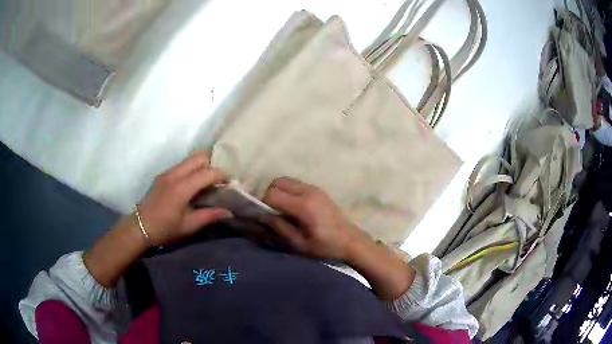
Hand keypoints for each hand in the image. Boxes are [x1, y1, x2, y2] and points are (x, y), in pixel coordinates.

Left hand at [136, 151, 231, 245]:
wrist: (140, 227)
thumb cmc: (165, 229)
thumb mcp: (189, 226)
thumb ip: (209, 216)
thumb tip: (229, 212)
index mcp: (182, 188)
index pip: (207, 173)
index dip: (221, 175)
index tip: (230, 182)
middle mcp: (174, 174)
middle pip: (198, 157)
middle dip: (212, 163)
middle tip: (219, 178)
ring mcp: (167, 172)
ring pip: (189, 159)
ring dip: (202, 165)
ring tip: (208, 180)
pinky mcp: (163, 175)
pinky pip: (182, 165)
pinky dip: (192, 168)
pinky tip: (194, 183)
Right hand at [261, 177, 413, 299]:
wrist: (350, 240)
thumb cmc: (325, 246)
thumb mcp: (299, 244)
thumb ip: (280, 227)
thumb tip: (263, 215)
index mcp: (303, 206)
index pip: (272, 194)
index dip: (263, 204)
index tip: (265, 216)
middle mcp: (308, 191)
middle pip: (277, 182)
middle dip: (269, 195)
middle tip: (272, 211)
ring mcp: (314, 188)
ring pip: (286, 180)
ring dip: (279, 191)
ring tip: (281, 208)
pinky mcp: (318, 189)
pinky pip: (295, 183)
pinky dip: (288, 191)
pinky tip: (292, 206)